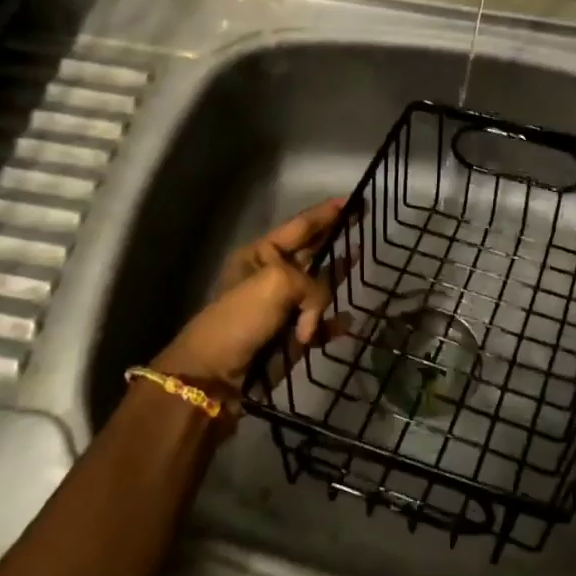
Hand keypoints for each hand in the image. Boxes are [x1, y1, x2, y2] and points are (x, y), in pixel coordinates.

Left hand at [151, 198, 345, 387]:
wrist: (214, 376)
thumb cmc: (240, 318)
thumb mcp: (277, 284)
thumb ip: (312, 285)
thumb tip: (318, 315)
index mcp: (261, 255)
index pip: (300, 226)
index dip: (325, 213)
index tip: (351, 199)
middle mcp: (272, 276)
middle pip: (311, 251)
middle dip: (334, 236)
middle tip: (361, 220)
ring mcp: (282, 308)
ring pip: (318, 287)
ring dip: (337, 275)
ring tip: (358, 259)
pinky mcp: (290, 338)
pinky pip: (319, 325)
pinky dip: (333, 324)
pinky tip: (348, 321)